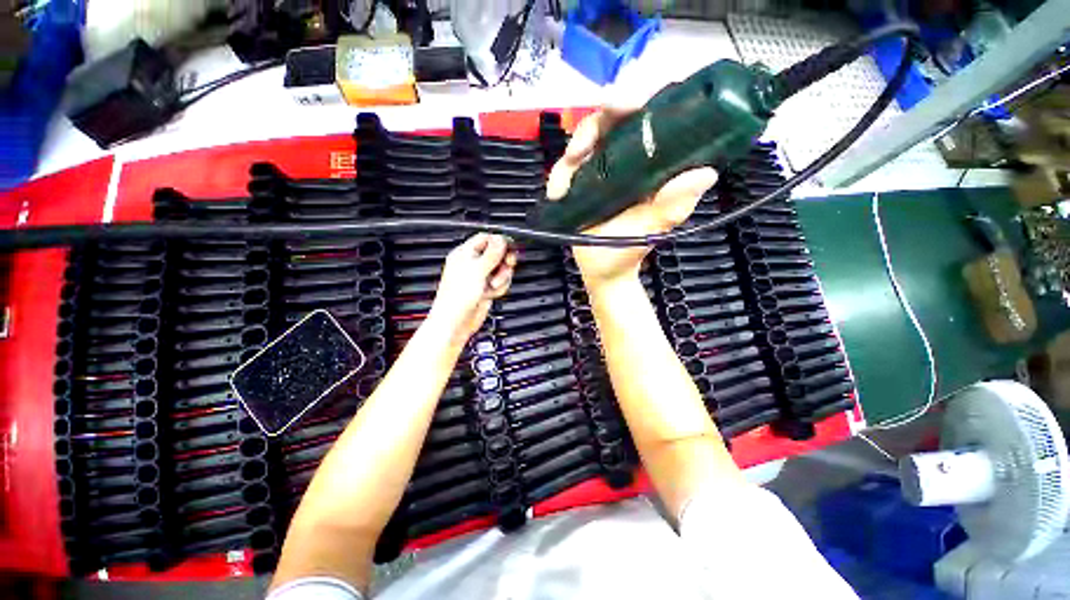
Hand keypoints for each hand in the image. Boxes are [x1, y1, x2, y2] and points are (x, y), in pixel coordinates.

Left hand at [428, 234, 516, 344]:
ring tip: (493, 284)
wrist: (456, 321)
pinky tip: (491, 293)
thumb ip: (491, 254)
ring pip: (501, 269)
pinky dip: (500, 288)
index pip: (486, 239)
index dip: (499, 242)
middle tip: (508, 263)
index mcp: (465, 254)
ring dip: (502, 277)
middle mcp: (473, 264)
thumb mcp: (477, 270)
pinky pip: (501, 282)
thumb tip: (501, 239)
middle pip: (497, 254)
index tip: (509, 247)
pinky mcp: (486, 289)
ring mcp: (480, 277)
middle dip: (504, 260)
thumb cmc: (457, 296)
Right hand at [546, 107, 717, 289]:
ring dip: (575, 147)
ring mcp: (597, 171)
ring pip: (584, 140)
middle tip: (595, 123)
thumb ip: (673, 206)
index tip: (631, 99)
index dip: (642, 99)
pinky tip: (558, 193)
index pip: (650, 118)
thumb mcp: (652, 229)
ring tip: (570, 168)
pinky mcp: (577, 184)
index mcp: (650, 165)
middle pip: (612, 121)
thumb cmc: (628, 251)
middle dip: (602, 116)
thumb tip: (706, 173)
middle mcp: (624, 161)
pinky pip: (564, 170)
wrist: (602, 271)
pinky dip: (559, 176)